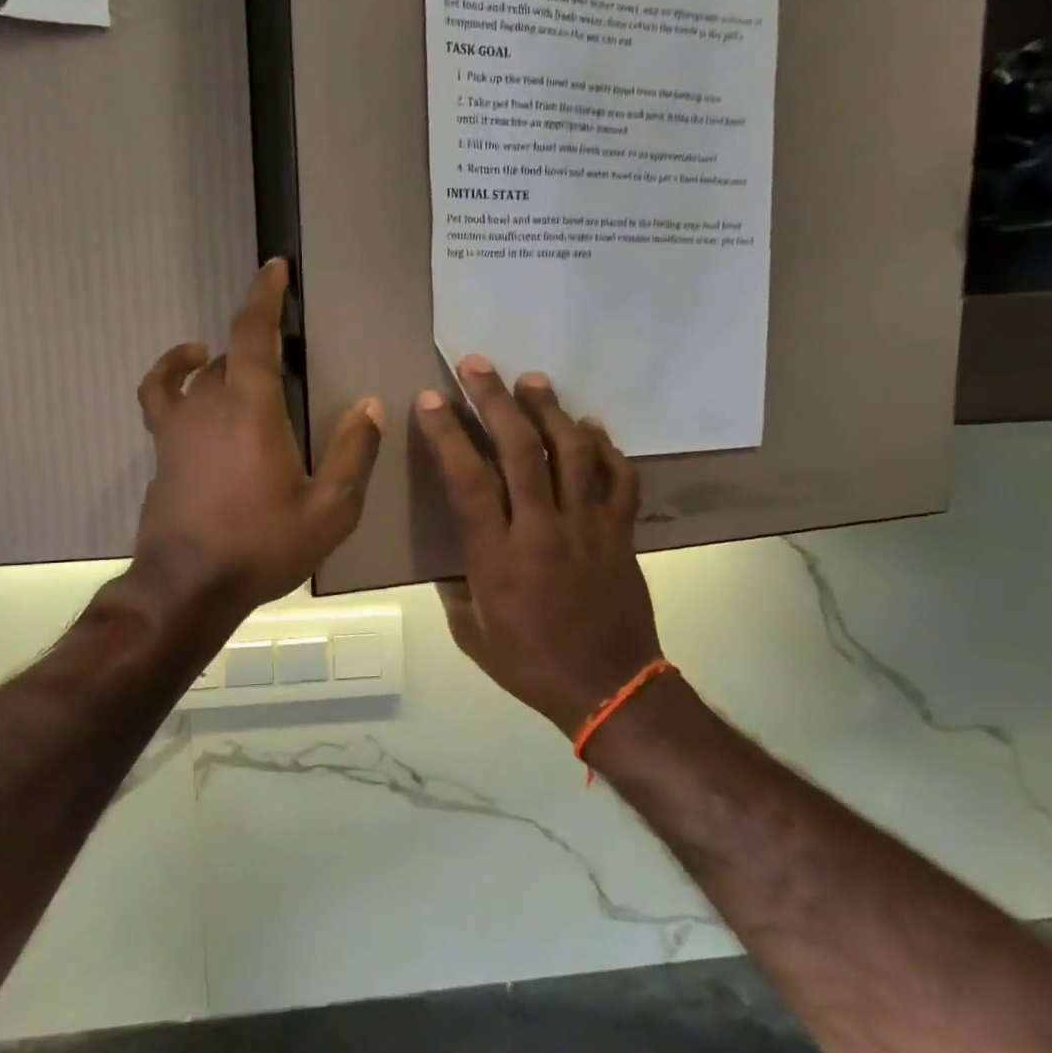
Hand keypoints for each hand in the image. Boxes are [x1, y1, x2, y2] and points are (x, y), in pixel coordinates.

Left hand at [133, 259, 383, 612]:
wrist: (188, 586)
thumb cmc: (261, 547)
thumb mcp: (328, 510)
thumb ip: (352, 455)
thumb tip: (371, 406)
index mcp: (252, 409)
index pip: (254, 333)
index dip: (264, 295)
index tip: (275, 267)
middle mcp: (209, 404)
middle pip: (232, 353)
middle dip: (260, 341)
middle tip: (289, 354)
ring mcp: (178, 426)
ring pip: (200, 373)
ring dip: (225, 360)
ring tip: (248, 364)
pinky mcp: (162, 449)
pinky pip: (162, 396)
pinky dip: (172, 375)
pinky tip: (188, 375)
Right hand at [415, 356, 661, 735]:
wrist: (609, 688)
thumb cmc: (531, 665)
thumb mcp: (473, 635)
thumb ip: (458, 590)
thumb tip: (454, 559)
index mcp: (497, 556)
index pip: (467, 480)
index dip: (447, 434)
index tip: (431, 400)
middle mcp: (541, 529)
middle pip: (518, 450)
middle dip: (494, 400)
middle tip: (478, 364)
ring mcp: (587, 526)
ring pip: (570, 452)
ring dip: (549, 410)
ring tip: (532, 380)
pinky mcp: (620, 532)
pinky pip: (619, 479)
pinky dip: (606, 448)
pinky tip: (590, 427)